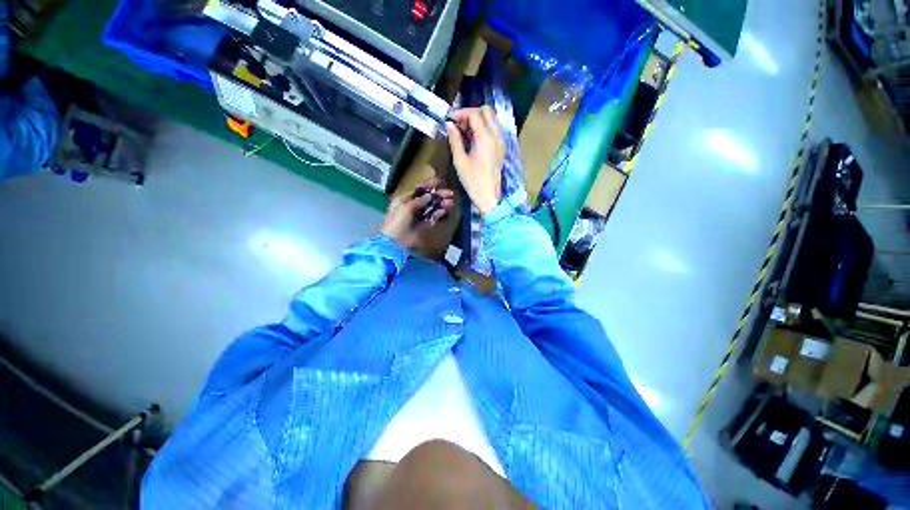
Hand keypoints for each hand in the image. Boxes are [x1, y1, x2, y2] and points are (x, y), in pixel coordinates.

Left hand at [380, 181, 454, 250]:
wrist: (395, 241)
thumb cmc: (397, 221)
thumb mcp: (406, 207)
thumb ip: (419, 200)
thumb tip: (431, 195)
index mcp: (406, 198)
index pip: (420, 188)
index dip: (430, 184)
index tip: (441, 181)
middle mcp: (413, 205)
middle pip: (428, 197)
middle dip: (439, 195)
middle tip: (451, 194)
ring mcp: (419, 215)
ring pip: (433, 207)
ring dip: (442, 204)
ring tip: (450, 203)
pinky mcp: (424, 224)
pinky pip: (433, 217)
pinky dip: (439, 214)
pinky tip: (444, 211)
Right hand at [446, 106, 504, 213]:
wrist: (489, 196)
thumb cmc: (473, 181)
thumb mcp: (460, 161)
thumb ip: (455, 140)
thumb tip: (449, 125)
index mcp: (485, 138)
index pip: (475, 114)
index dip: (461, 113)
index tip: (449, 119)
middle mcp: (496, 135)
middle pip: (486, 111)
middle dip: (471, 113)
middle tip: (458, 123)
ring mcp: (501, 141)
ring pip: (491, 119)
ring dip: (478, 119)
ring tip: (463, 131)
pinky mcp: (501, 147)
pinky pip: (494, 129)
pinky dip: (483, 127)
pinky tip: (472, 138)